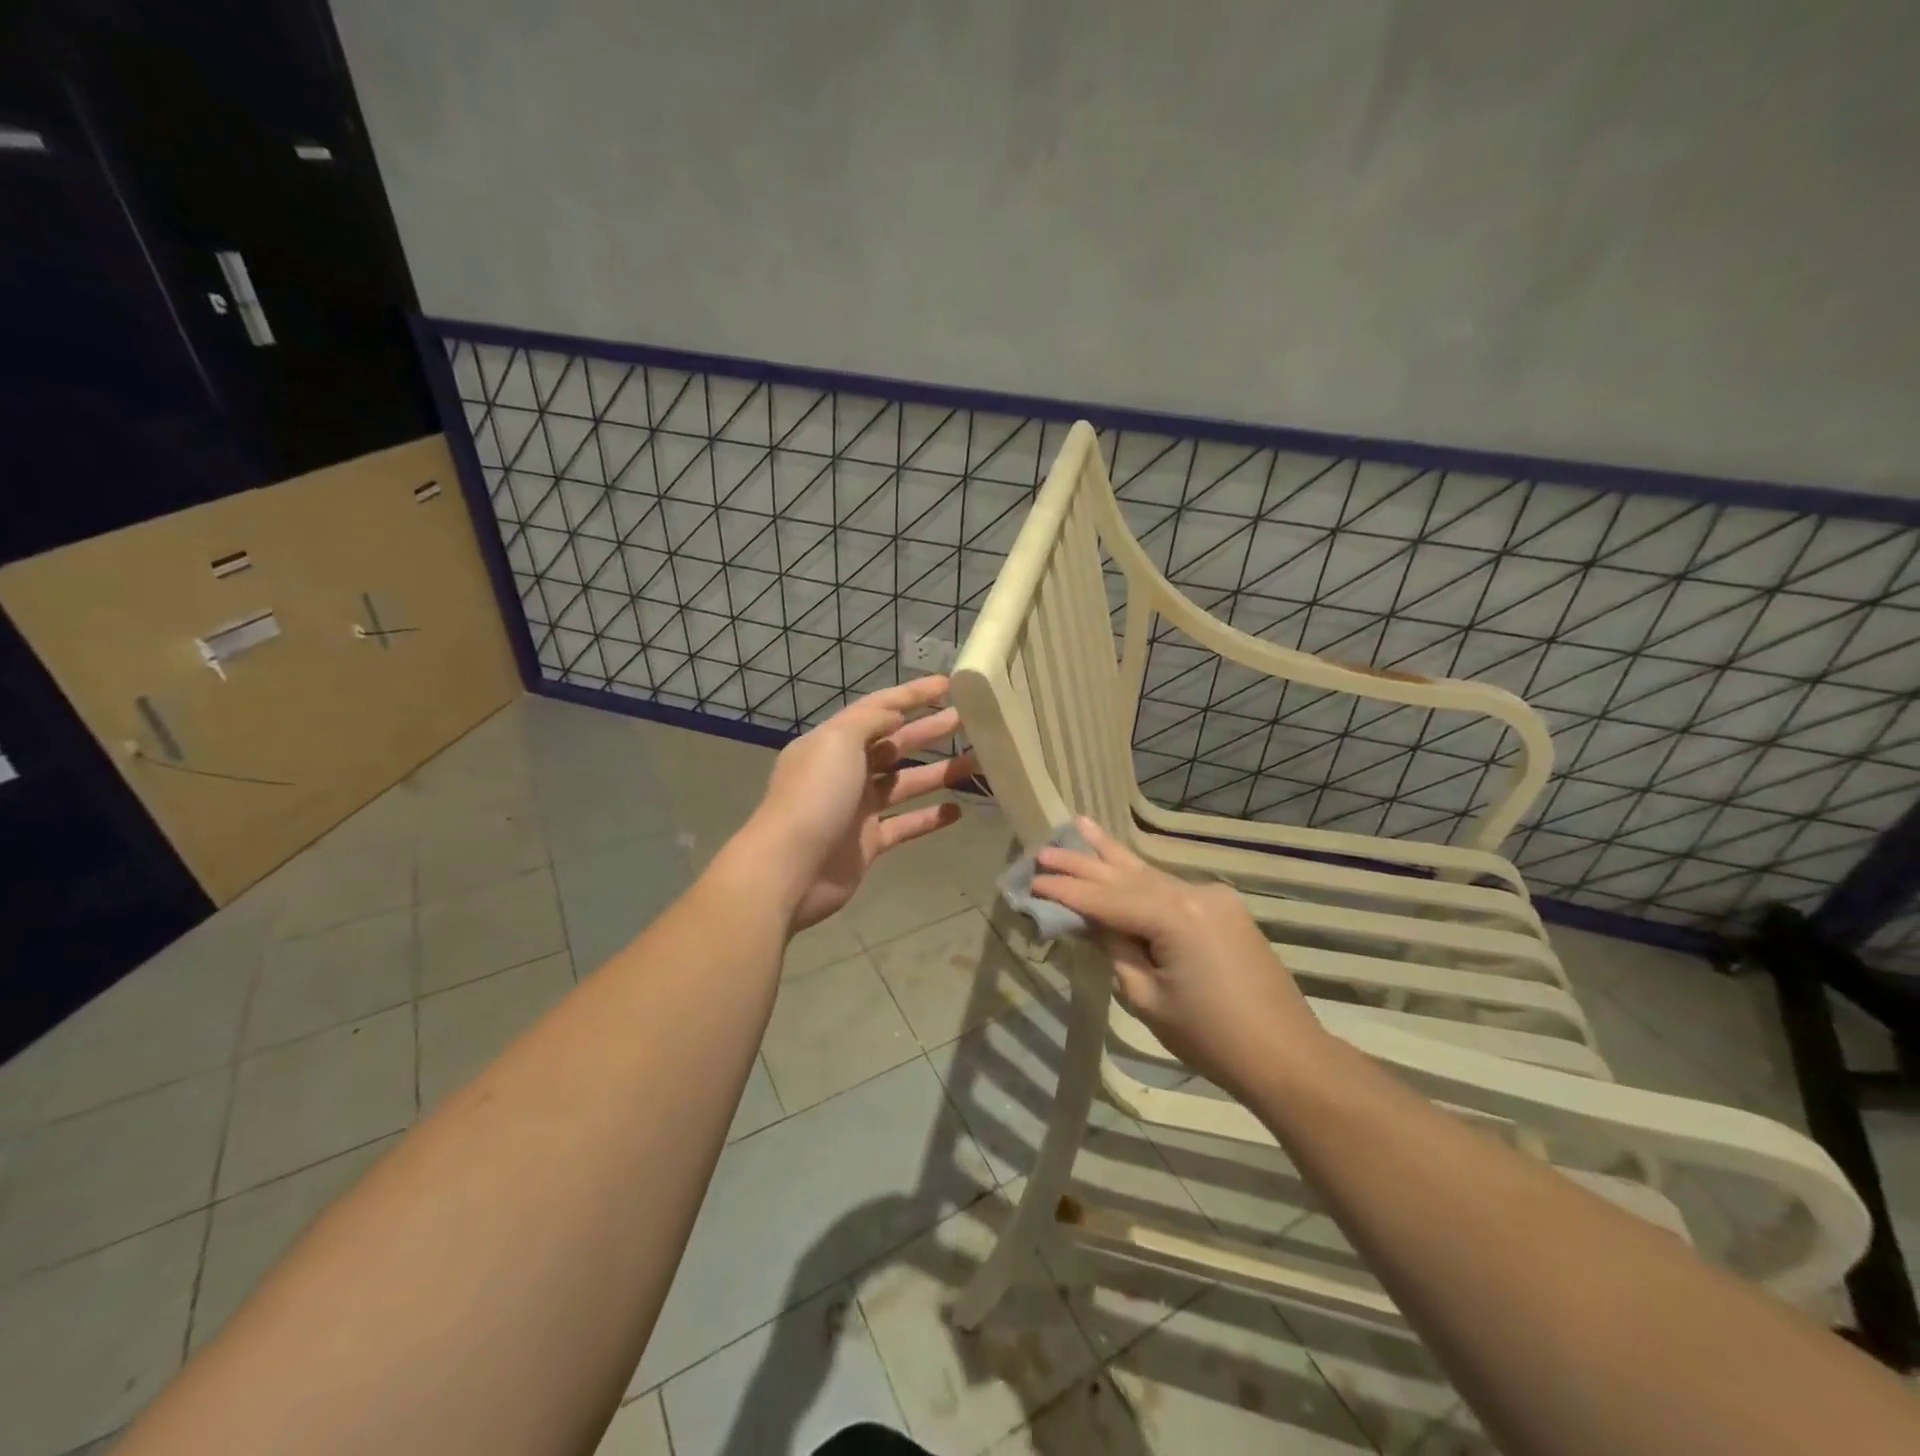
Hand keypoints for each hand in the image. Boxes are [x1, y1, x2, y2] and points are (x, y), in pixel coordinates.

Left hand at [734, 677, 974, 930]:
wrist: (789, 869)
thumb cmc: (815, 796)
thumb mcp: (838, 742)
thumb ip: (869, 721)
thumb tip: (895, 714)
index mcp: (833, 742)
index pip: (878, 709)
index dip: (913, 695)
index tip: (949, 684)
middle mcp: (845, 771)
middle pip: (895, 744)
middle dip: (930, 731)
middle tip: (970, 721)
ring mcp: (857, 809)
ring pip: (905, 784)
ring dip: (939, 773)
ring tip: (976, 762)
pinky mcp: (868, 843)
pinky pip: (905, 825)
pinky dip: (930, 818)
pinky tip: (958, 811)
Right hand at [1030, 818, 1324, 1096]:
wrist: (1286, 1056)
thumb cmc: (1210, 1037)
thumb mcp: (1147, 998)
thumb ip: (1115, 949)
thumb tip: (1090, 921)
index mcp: (1174, 915)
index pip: (1105, 898)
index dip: (1066, 890)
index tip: (1032, 879)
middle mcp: (1194, 893)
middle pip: (1126, 875)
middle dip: (1084, 863)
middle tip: (1045, 848)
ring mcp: (1214, 897)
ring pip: (1150, 875)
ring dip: (1112, 857)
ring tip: (1080, 826)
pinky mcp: (1224, 909)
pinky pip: (1171, 888)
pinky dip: (1140, 878)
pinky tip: (1121, 862)